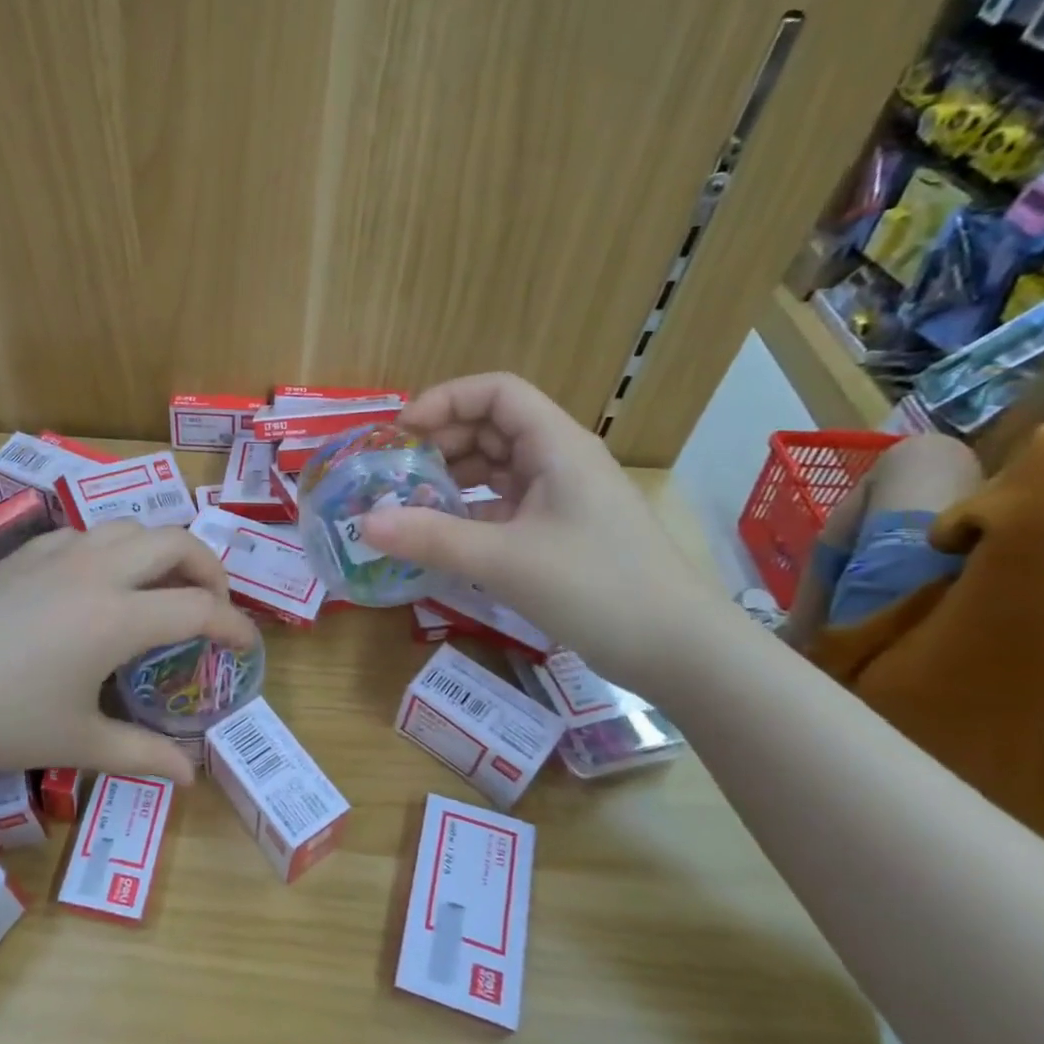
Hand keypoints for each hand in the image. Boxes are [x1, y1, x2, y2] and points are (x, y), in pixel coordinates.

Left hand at [0, 523, 256, 781]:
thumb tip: (191, 776)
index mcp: (118, 616)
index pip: (200, 607)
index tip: (249, 646)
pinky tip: (97, 583)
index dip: (235, 626)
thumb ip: (142, 755)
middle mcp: (97, 571)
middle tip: (213, 607)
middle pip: (177, 542)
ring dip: (162, 550)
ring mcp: (57, 554)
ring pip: (131, 526)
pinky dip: (114, 548)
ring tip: (162, 588)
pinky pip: (87, 533)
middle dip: (211, 568)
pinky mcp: (23, 554)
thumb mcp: (76, 743)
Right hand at [360, 373, 731, 689]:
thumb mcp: (505, 560)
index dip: (446, 400)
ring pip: (497, 469)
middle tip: (397, 474)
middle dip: (441, 443)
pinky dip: (470, 513)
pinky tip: (441, 538)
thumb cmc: (597, 588)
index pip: (497, 392)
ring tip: (410, 505)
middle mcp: (559, 461)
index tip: (402, 432)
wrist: (679, 650)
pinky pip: (504, 507)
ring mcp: (562, 499)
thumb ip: (432, 539)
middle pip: (492, 427)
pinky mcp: (559, 533)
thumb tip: (365, 523)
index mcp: (556, 446)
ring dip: (453, 480)